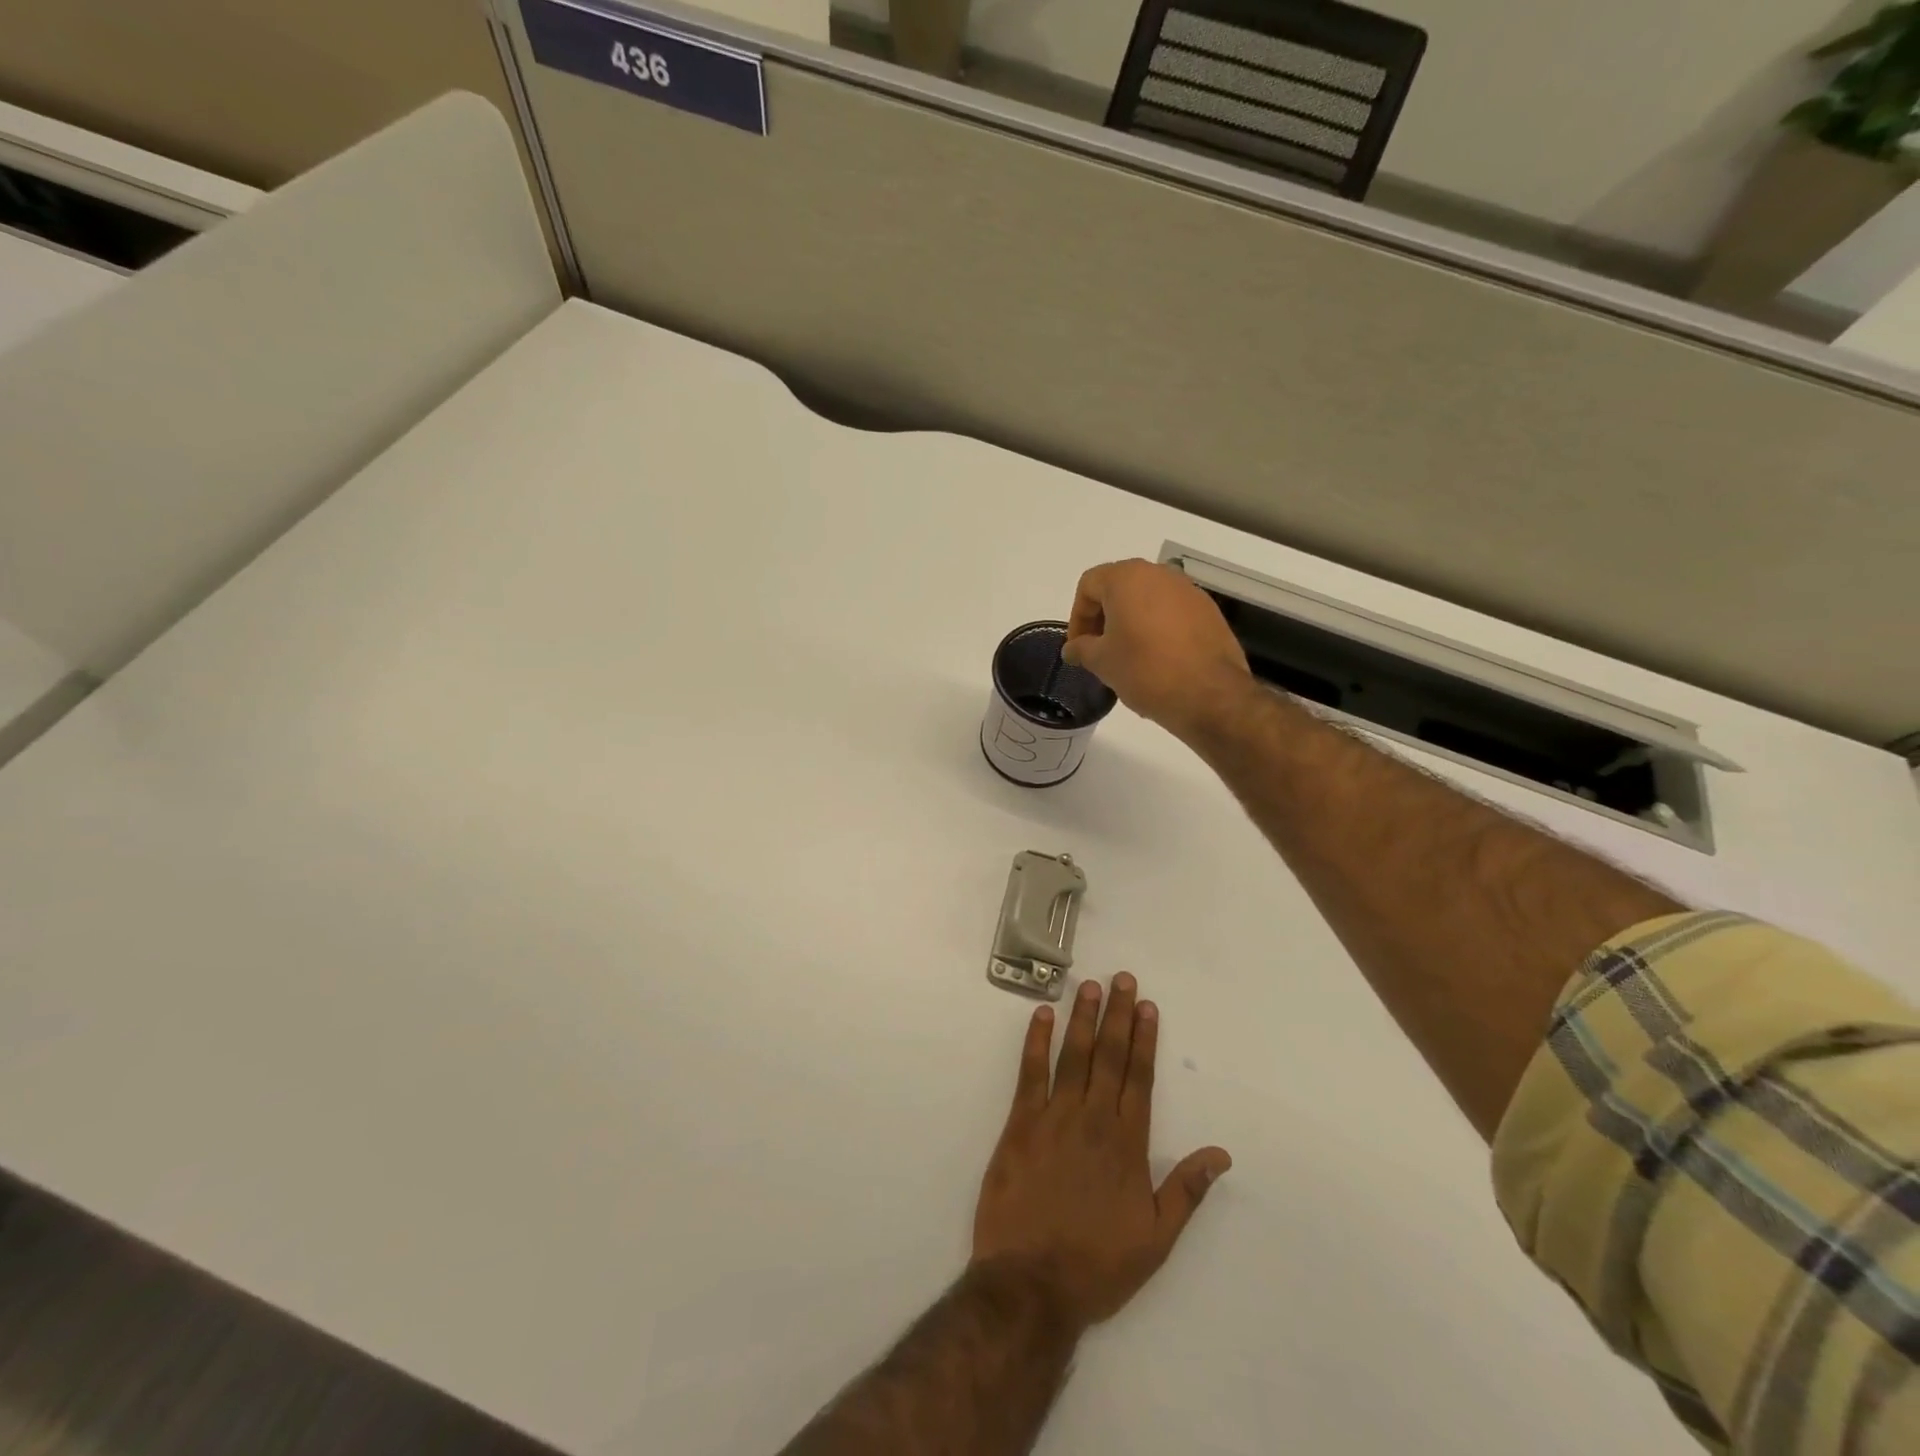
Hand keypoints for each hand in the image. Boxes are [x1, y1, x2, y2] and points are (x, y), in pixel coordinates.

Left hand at [971, 974, 1231, 1329]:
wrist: (1031, 1284)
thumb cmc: (1097, 1264)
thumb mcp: (1156, 1238)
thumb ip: (1187, 1190)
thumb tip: (1221, 1153)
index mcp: (1128, 1144)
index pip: (1140, 1077)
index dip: (1144, 1039)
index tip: (1147, 1006)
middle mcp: (1094, 1120)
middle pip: (1109, 1056)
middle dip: (1117, 1015)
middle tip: (1122, 979)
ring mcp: (1054, 1117)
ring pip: (1073, 1056)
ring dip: (1082, 1018)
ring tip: (1090, 985)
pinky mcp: (1020, 1123)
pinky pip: (1030, 1073)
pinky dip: (1036, 1041)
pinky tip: (1042, 1015)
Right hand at [1060, 560, 1252, 741]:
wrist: (1209, 694)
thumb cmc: (1145, 670)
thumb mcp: (1102, 662)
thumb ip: (1081, 648)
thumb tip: (1073, 648)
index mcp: (1127, 578)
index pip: (1089, 585)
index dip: (1077, 616)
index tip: (1078, 647)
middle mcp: (1159, 574)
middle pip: (1119, 588)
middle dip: (1104, 617)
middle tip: (1098, 650)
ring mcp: (1188, 591)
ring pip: (1147, 600)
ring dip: (1131, 622)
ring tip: (1127, 656)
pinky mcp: (1208, 611)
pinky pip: (1171, 613)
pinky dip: (1157, 629)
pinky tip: (1156, 659)